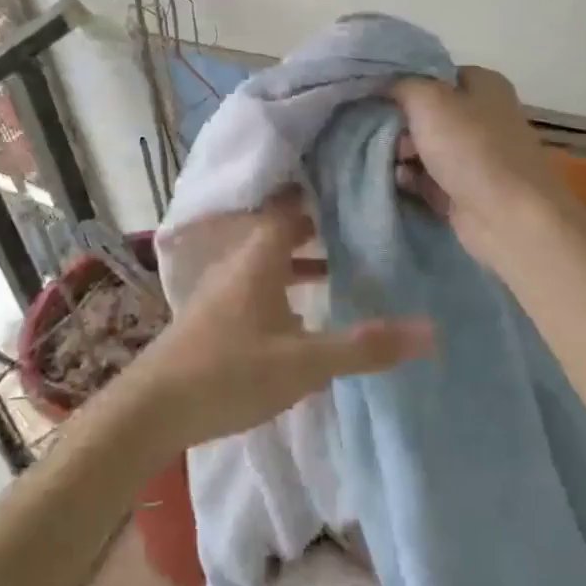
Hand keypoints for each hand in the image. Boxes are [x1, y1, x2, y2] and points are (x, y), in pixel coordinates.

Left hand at [128, 196, 433, 449]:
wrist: (154, 408)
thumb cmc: (229, 373)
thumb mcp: (304, 364)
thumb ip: (364, 347)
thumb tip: (431, 330)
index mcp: (260, 253)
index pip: (293, 200)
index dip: (324, 186)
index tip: (360, 177)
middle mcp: (242, 258)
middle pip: (286, 225)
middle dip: (323, 219)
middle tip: (367, 216)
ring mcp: (227, 284)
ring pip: (274, 254)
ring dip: (308, 253)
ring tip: (350, 257)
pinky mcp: (221, 310)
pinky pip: (264, 279)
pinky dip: (290, 280)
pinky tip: (310, 307)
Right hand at [392, 65, 569, 272]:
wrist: (508, 217)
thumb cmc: (470, 148)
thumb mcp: (428, 99)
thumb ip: (401, 85)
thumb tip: (383, 86)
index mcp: (483, 84)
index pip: (434, 74)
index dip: (403, 83)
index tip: (374, 96)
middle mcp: (482, 115)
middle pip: (426, 112)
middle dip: (399, 123)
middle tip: (382, 135)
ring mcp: (475, 155)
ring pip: (424, 146)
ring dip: (401, 153)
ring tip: (386, 161)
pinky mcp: (466, 189)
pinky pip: (427, 177)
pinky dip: (411, 178)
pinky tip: (397, 181)